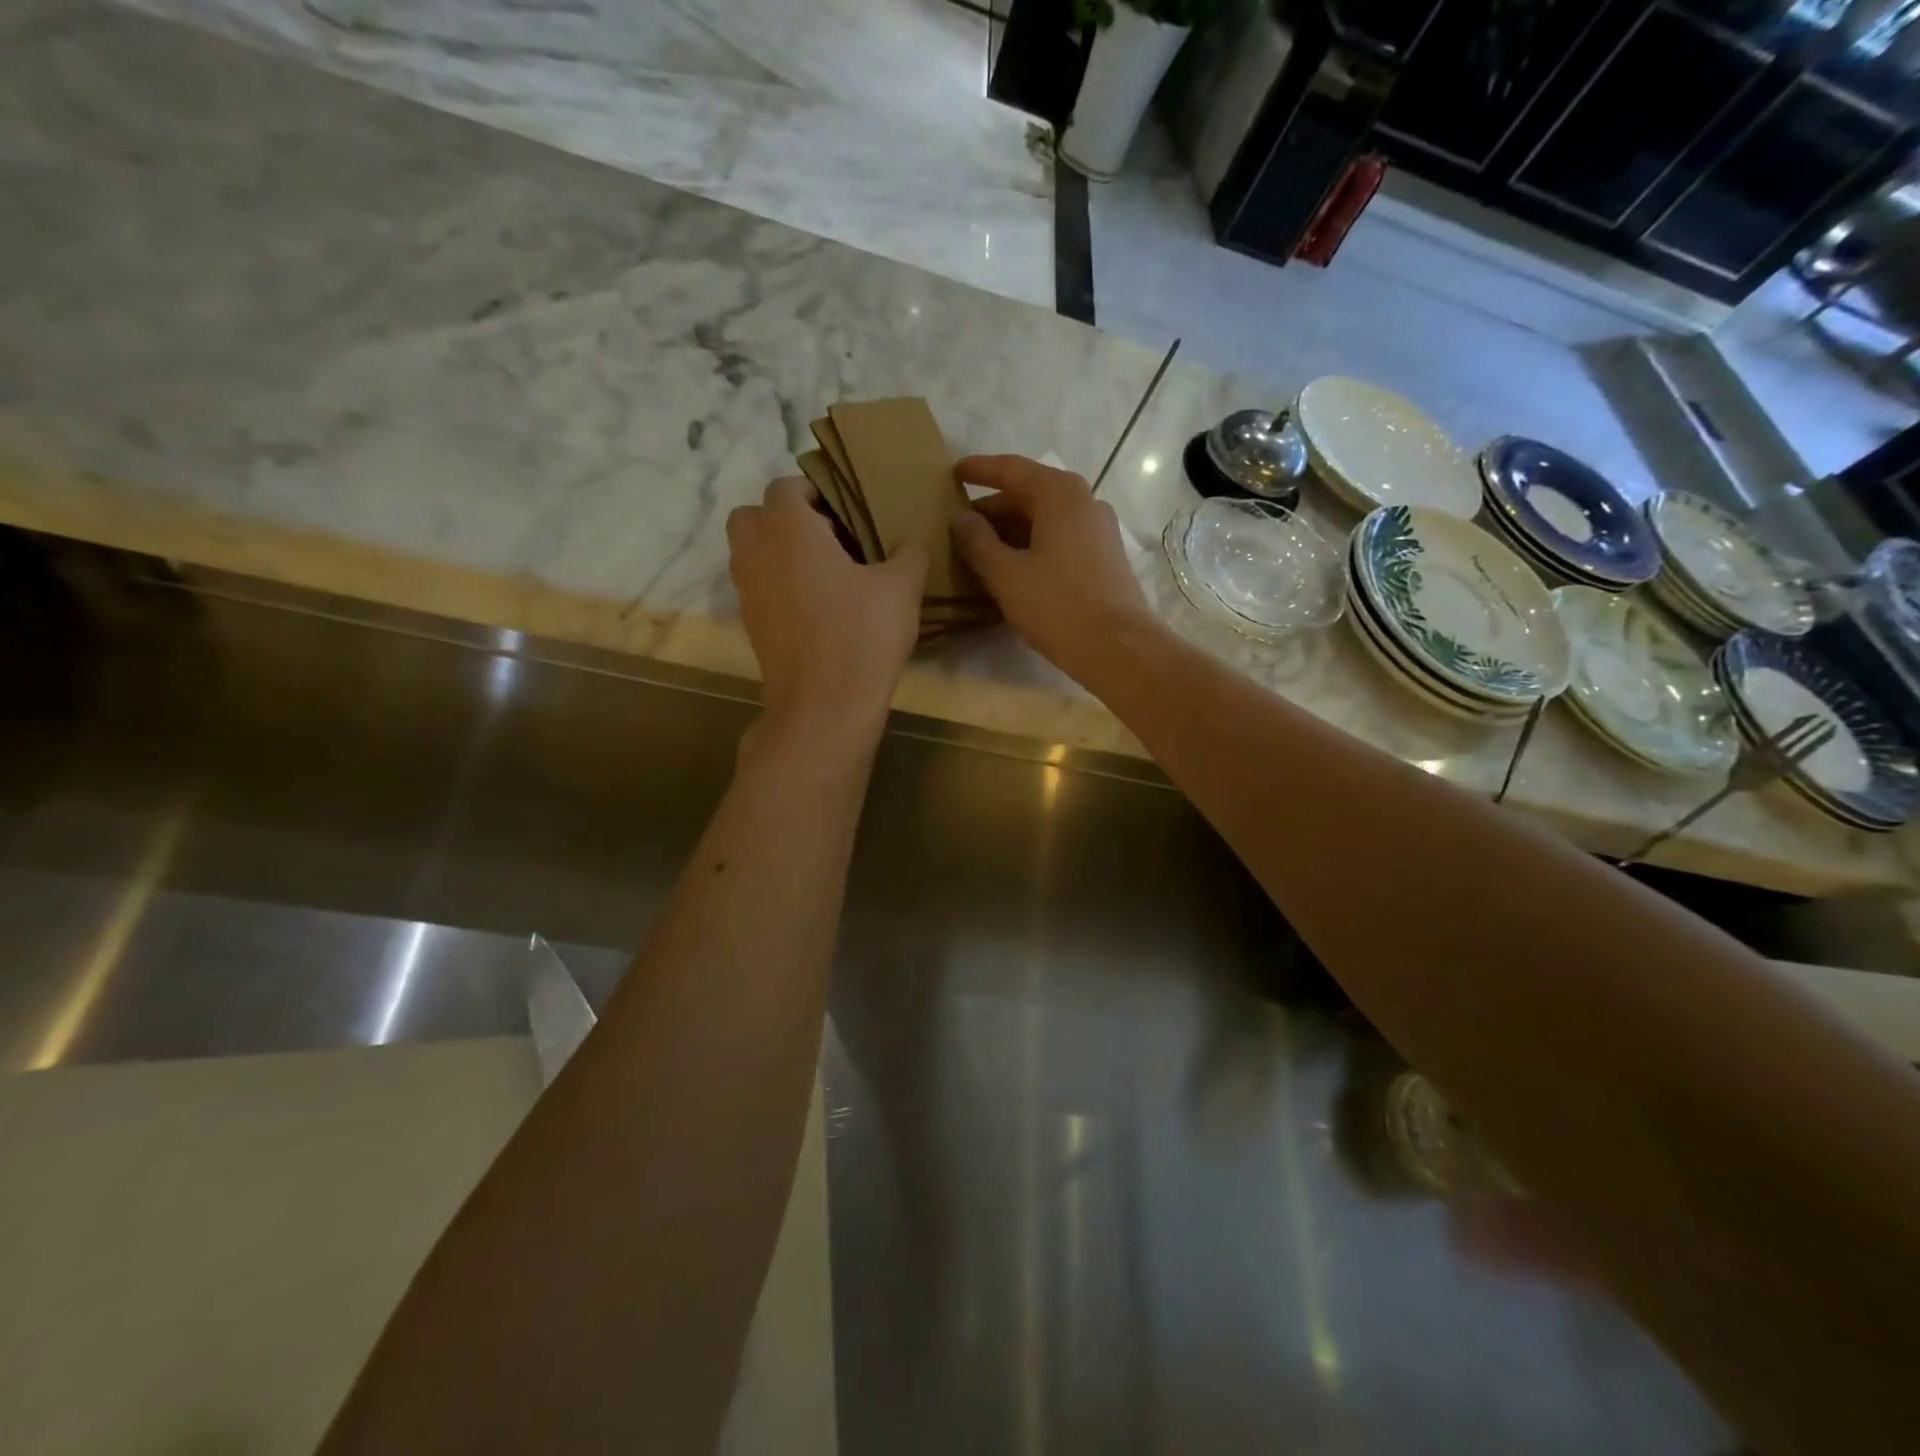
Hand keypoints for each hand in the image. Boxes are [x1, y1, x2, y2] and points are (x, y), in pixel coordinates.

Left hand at [727, 477, 926, 740]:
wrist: (824, 705)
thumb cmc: (862, 635)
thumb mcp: (902, 588)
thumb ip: (909, 553)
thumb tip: (909, 543)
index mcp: (788, 528)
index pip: (787, 486)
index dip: (817, 491)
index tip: (849, 510)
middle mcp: (756, 551)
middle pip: (755, 515)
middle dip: (786, 518)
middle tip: (830, 538)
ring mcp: (747, 590)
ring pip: (752, 552)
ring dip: (780, 552)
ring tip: (827, 573)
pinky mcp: (751, 624)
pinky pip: (759, 586)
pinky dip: (779, 585)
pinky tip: (819, 607)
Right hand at [950, 454, 1164, 684]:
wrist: (1120, 649)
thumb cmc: (1059, 607)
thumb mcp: (1007, 575)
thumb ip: (978, 542)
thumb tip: (962, 519)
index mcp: (1059, 494)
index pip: (1010, 469)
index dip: (978, 470)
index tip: (952, 474)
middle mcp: (1083, 501)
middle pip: (1028, 494)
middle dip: (992, 510)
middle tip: (959, 528)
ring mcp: (1098, 529)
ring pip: (1044, 520)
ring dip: (1010, 533)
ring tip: (978, 553)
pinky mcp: (1104, 557)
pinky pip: (1059, 540)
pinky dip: (1031, 547)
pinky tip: (1011, 571)